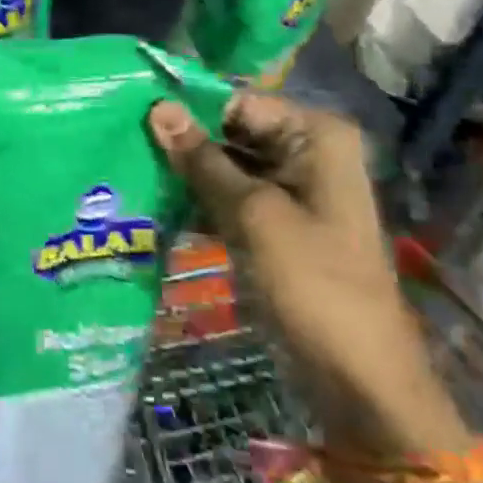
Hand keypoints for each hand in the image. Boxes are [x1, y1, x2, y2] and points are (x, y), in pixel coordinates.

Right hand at [147, 94, 469, 454]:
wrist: (360, 380)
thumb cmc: (314, 284)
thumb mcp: (253, 214)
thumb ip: (202, 160)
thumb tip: (158, 107)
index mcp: (315, 135)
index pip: (238, 102)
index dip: (188, 108)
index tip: (133, 113)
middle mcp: (306, 152)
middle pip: (231, 131)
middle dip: (183, 142)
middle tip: (122, 142)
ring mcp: (292, 190)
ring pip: (225, 165)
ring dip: (185, 173)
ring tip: (129, 171)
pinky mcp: (277, 225)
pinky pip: (230, 197)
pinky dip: (199, 201)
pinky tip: (154, 204)